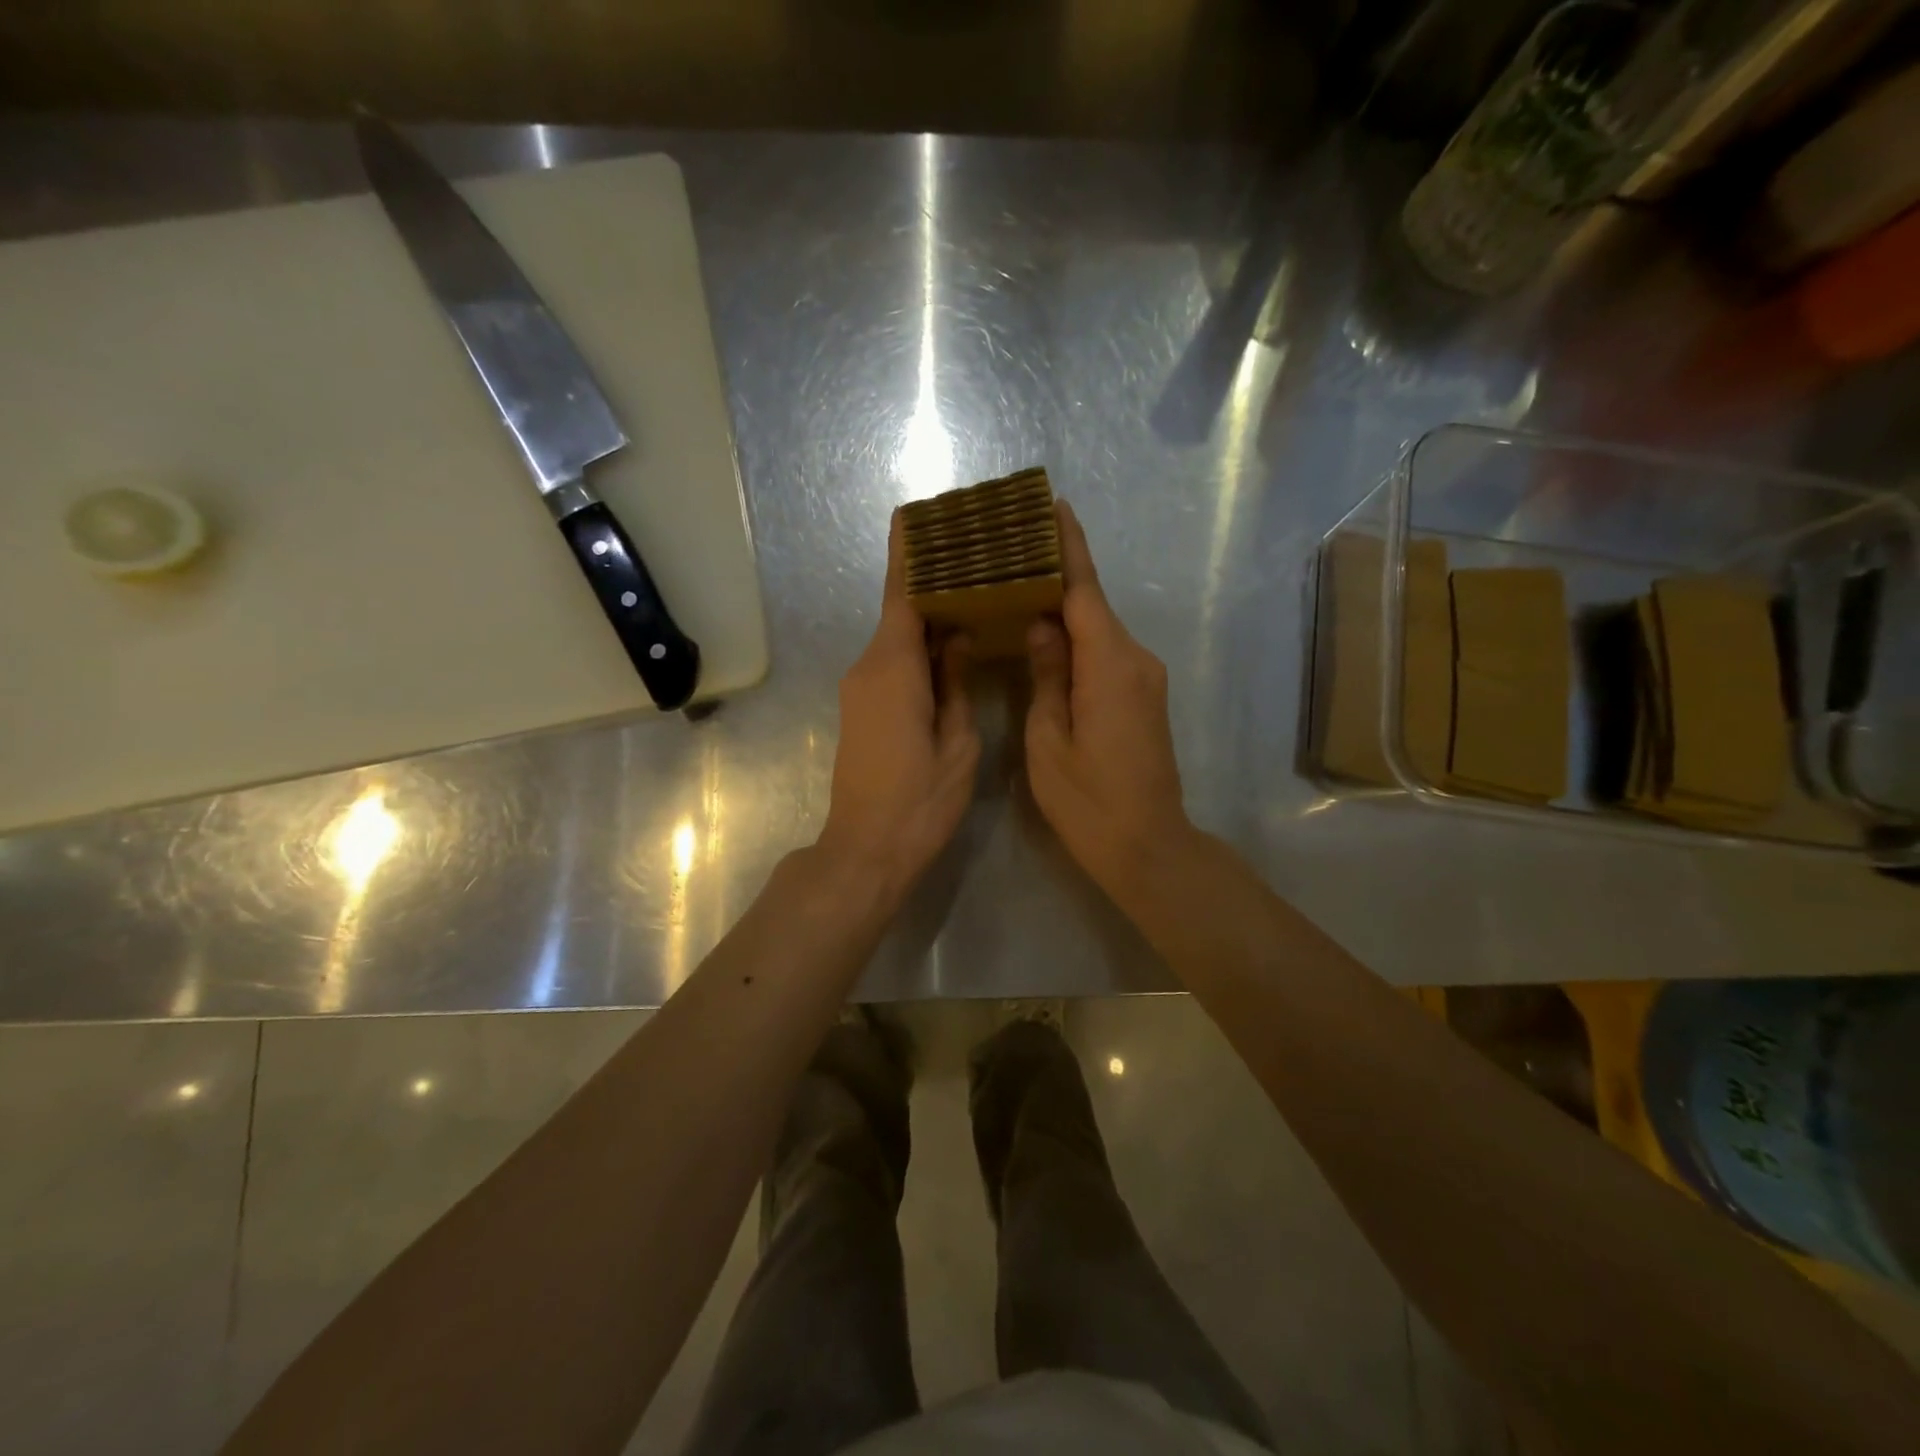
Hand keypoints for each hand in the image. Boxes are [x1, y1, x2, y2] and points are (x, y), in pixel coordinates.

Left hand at [817, 511, 979, 904]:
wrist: (866, 850)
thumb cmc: (920, 802)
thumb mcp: (957, 743)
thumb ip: (956, 683)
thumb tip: (955, 637)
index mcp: (893, 669)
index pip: (901, 595)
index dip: (908, 554)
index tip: (914, 515)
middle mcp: (868, 668)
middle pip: (900, 612)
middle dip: (930, 582)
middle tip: (973, 557)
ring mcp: (859, 690)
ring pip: (896, 639)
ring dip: (927, 618)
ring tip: (972, 595)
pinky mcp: (860, 709)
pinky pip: (891, 663)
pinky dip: (918, 648)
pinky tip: (950, 646)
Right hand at [1026, 500, 1191, 901]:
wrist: (1148, 846)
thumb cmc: (1089, 802)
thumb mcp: (1049, 741)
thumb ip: (1046, 676)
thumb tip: (1042, 626)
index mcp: (1109, 665)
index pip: (1085, 590)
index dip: (1068, 546)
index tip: (1053, 505)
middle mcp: (1135, 660)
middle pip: (1093, 605)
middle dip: (1057, 574)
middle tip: (1013, 550)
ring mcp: (1144, 679)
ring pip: (1098, 630)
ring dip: (1065, 609)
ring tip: (1020, 588)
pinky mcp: (1143, 697)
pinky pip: (1105, 654)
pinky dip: (1077, 639)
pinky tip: (1046, 637)